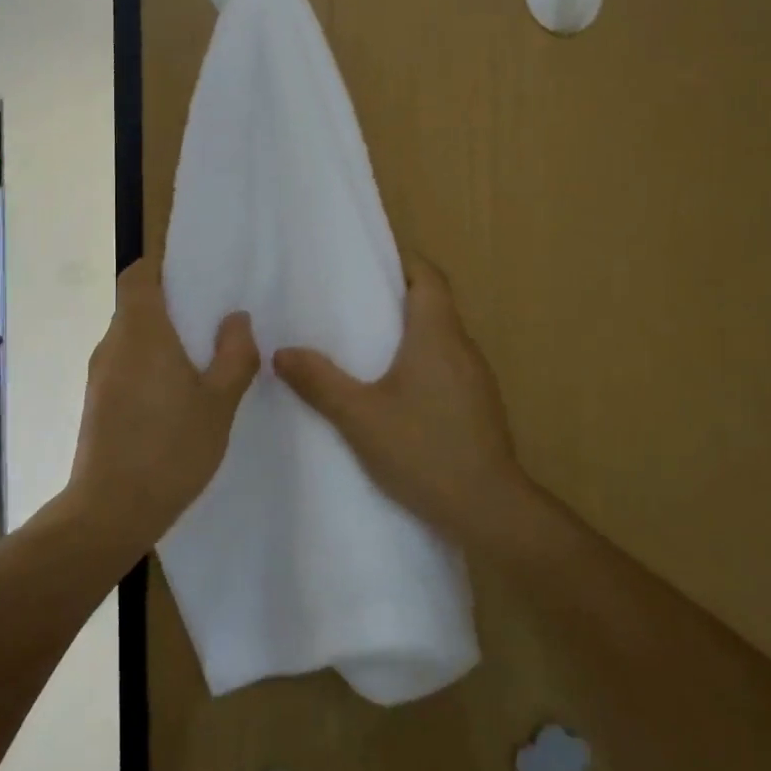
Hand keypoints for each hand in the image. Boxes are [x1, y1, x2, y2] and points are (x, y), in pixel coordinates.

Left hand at [68, 258, 258, 547]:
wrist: (111, 512)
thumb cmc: (170, 448)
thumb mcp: (219, 403)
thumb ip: (235, 355)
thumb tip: (236, 319)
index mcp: (140, 332)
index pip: (137, 275)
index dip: (161, 267)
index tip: (194, 275)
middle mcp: (113, 345)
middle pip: (137, 306)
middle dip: (173, 305)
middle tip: (215, 318)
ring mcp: (100, 376)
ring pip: (133, 339)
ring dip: (163, 340)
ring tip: (205, 358)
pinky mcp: (98, 404)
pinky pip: (127, 366)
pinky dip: (151, 366)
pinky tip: (180, 396)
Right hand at [273, 253, 528, 547]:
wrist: (489, 509)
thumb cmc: (424, 450)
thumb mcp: (360, 417)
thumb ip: (320, 382)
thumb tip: (281, 352)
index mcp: (438, 335)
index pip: (428, 277)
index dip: (403, 261)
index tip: (370, 263)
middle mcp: (463, 348)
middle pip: (434, 305)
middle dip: (397, 297)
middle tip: (351, 304)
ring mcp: (477, 379)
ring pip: (441, 339)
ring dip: (409, 334)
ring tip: (365, 346)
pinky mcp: (479, 406)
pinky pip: (447, 367)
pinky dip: (422, 364)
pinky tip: (395, 392)